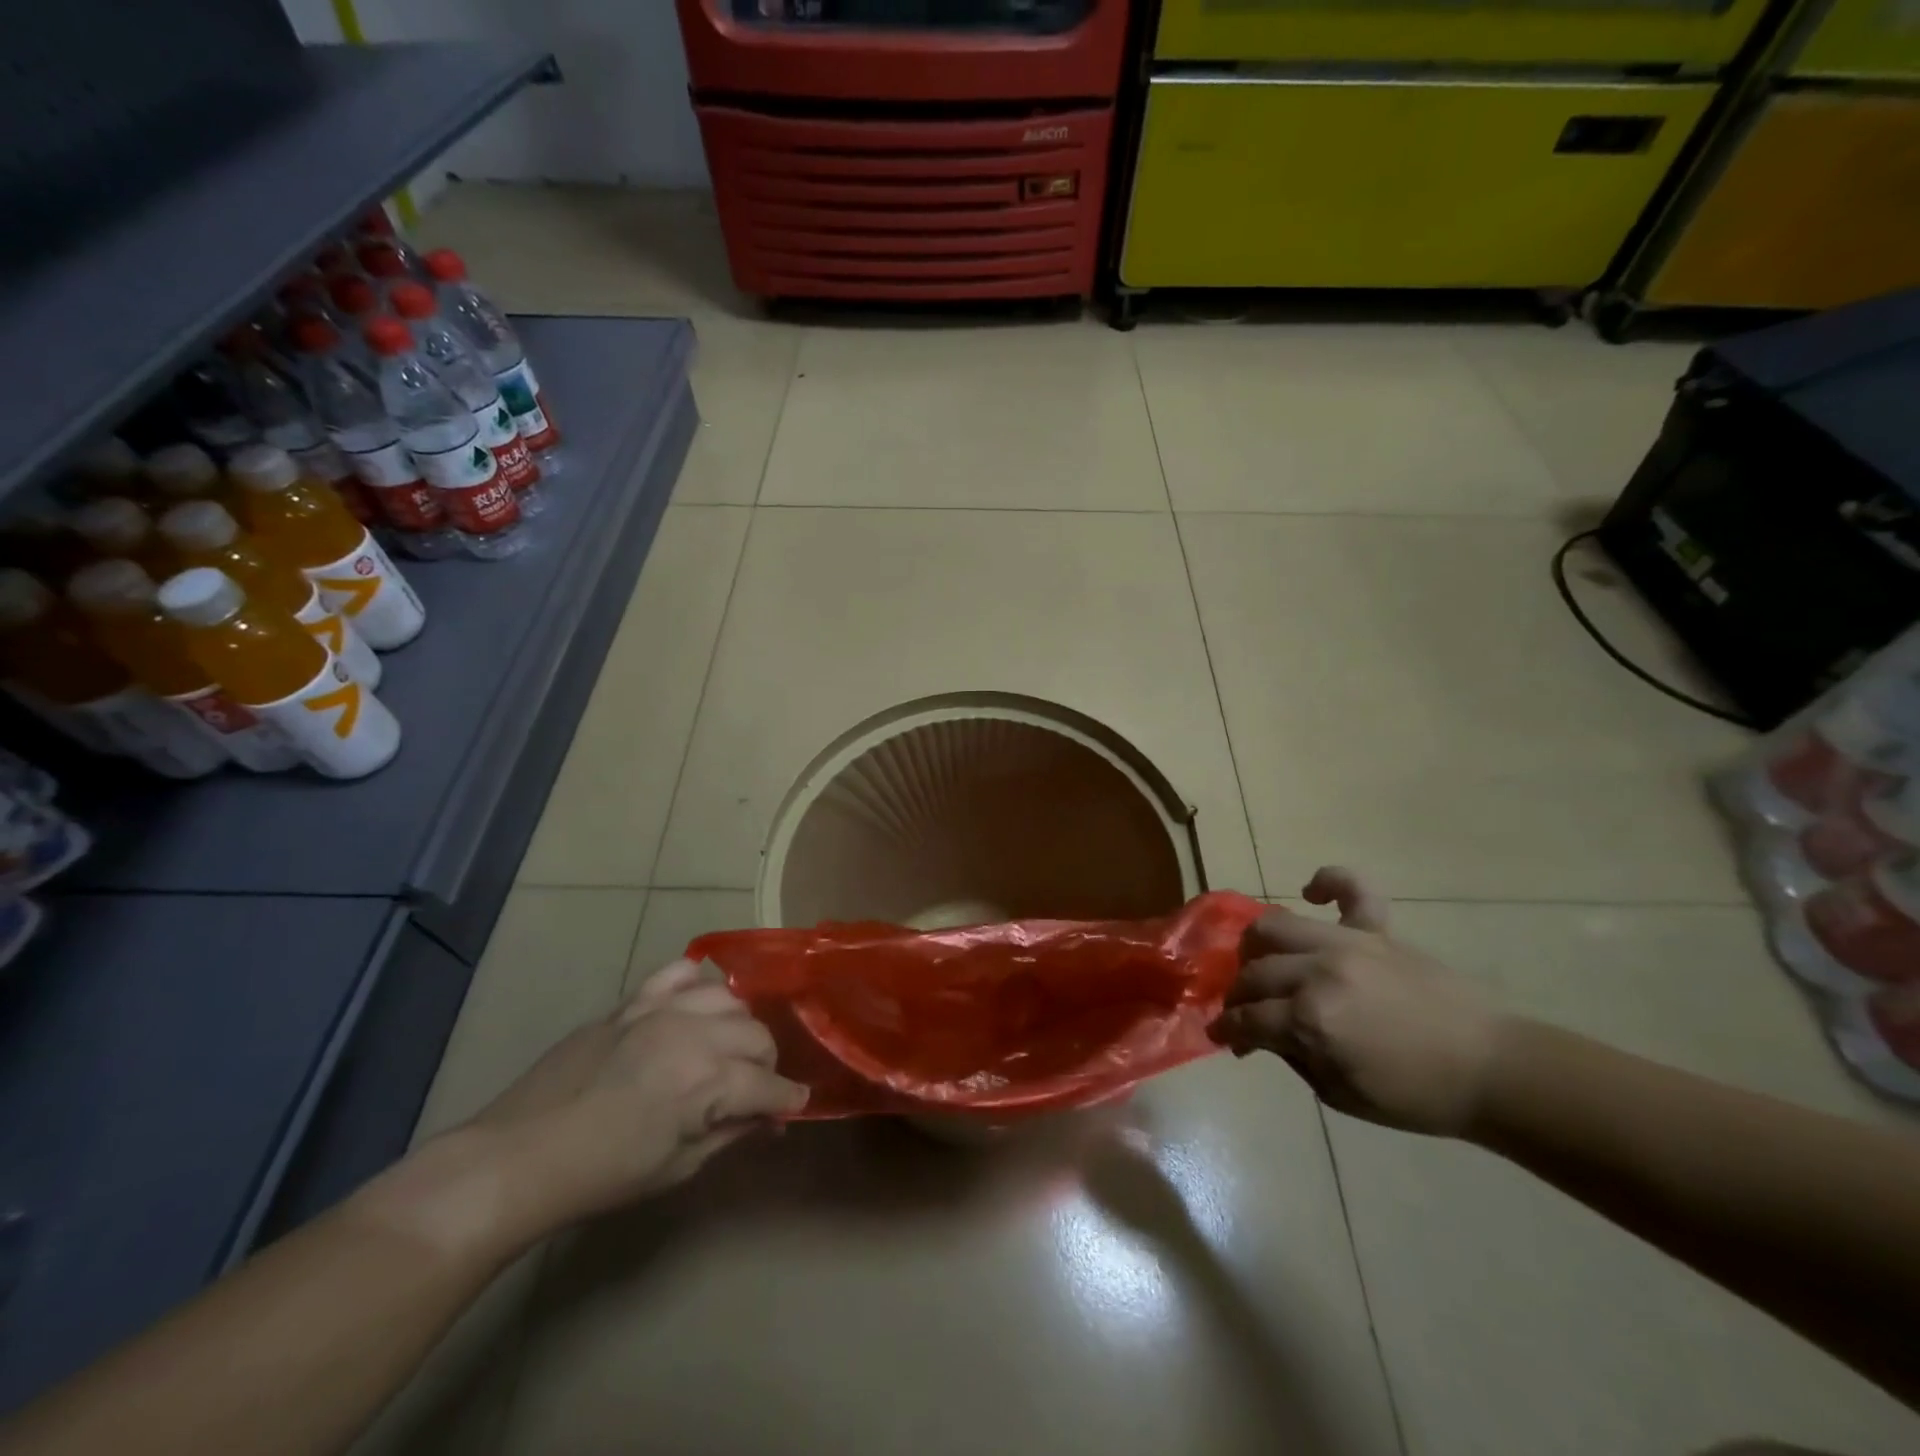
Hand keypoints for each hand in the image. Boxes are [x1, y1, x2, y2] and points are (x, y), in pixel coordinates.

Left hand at [464, 958, 806, 1232]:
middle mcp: (694, 1035)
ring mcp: (661, 1010)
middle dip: (766, 1064)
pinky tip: (700, 1001)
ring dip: (739, 1025)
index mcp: (708, 1082)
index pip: (769, 1084)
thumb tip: (769, 1120)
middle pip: (757, 1036)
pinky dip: (698, 982)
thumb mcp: (677, 1167)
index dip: (787, 1098)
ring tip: (728, 1048)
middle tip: (755, 1089)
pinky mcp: (632, 1001)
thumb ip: (731, 1133)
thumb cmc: (603, 1176)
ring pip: (728, 999)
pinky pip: (679, 972)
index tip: (793, 1106)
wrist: (520, 1156)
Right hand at [1211, 868, 1501, 1134]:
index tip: (1220, 1034)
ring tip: (1263, 961)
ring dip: (1257, 946)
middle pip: (1254, 973)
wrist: (1492, 1071)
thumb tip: (1264, 1035)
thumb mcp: (1341, 1095)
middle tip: (1243, 1010)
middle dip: (1238, 995)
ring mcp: (1348, 945)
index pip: (1248, 1018)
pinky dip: (1328, 881)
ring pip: (1276, 927)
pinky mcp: (1378, 931)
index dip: (1227, 1028)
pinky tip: (1310, 892)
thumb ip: (1294, 1057)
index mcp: (1311, 1020)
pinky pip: (1351, 888)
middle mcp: (1319, 972)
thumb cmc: (1416, 1095)